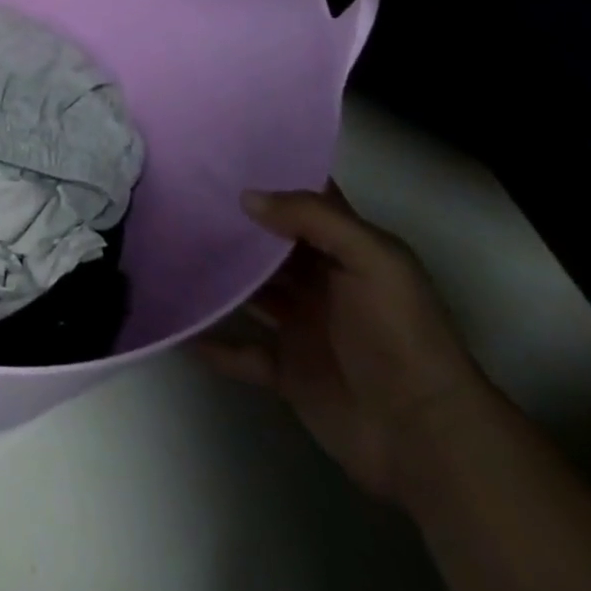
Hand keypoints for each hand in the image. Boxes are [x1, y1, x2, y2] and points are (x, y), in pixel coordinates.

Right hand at [193, 186, 490, 505]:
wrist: (424, 437)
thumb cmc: (400, 335)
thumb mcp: (372, 260)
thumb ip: (312, 219)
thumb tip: (245, 197)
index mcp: (345, 252)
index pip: (306, 202)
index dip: (272, 176)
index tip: (220, 152)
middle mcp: (320, 283)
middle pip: (267, 244)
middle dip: (230, 222)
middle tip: (176, 193)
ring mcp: (301, 326)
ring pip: (248, 291)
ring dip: (216, 276)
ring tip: (166, 248)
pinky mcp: (286, 370)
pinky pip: (240, 351)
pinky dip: (211, 343)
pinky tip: (179, 325)